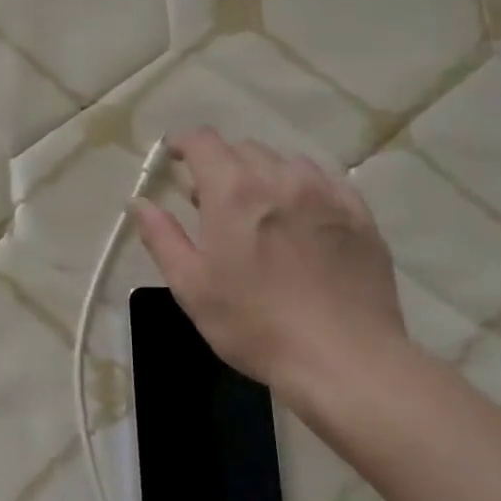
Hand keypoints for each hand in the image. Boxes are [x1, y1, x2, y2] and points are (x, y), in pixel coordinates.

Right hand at [133, 130, 406, 406]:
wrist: (344, 359)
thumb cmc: (254, 325)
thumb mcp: (191, 287)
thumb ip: (162, 237)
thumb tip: (139, 203)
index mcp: (233, 192)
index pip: (203, 141)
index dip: (183, 143)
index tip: (173, 158)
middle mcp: (280, 179)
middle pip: (243, 149)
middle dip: (221, 165)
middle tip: (211, 201)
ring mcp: (326, 194)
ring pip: (286, 163)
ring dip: (263, 175)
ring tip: (259, 211)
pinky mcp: (360, 216)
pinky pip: (325, 183)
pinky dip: (302, 189)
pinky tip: (301, 220)